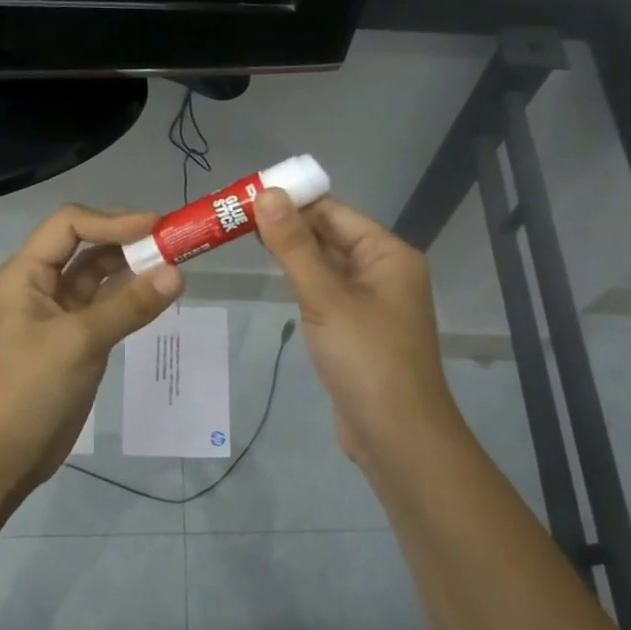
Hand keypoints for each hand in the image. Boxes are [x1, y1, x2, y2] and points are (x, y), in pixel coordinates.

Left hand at [0, 205, 183, 493]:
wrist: (1, 456)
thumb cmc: (28, 389)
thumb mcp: (79, 342)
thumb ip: (129, 306)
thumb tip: (178, 273)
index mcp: (28, 273)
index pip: (71, 225)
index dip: (113, 221)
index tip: (157, 227)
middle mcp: (42, 285)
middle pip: (87, 246)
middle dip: (128, 241)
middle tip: (174, 243)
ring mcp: (60, 314)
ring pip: (101, 277)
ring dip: (133, 268)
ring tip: (175, 265)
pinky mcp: (77, 340)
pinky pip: (108, 307)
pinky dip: (132, 299)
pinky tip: (159, 296)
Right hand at [252, 190, 466, 471]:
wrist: (396, 435)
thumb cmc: (366, 358)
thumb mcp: (326, 297)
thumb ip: (294, 246)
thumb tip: (267, 193)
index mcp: (388, 254)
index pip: (334, 212)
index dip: (292, 200)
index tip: (245, 195)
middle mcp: (383, 271)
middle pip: (330, 236)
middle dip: (287, 226)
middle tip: (233, 217)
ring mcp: (371, 302)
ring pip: (326, 265)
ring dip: (292, 253)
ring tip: (242, 238)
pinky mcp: (356, 329)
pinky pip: (326, 293)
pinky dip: (301, 281)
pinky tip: (273, 277)